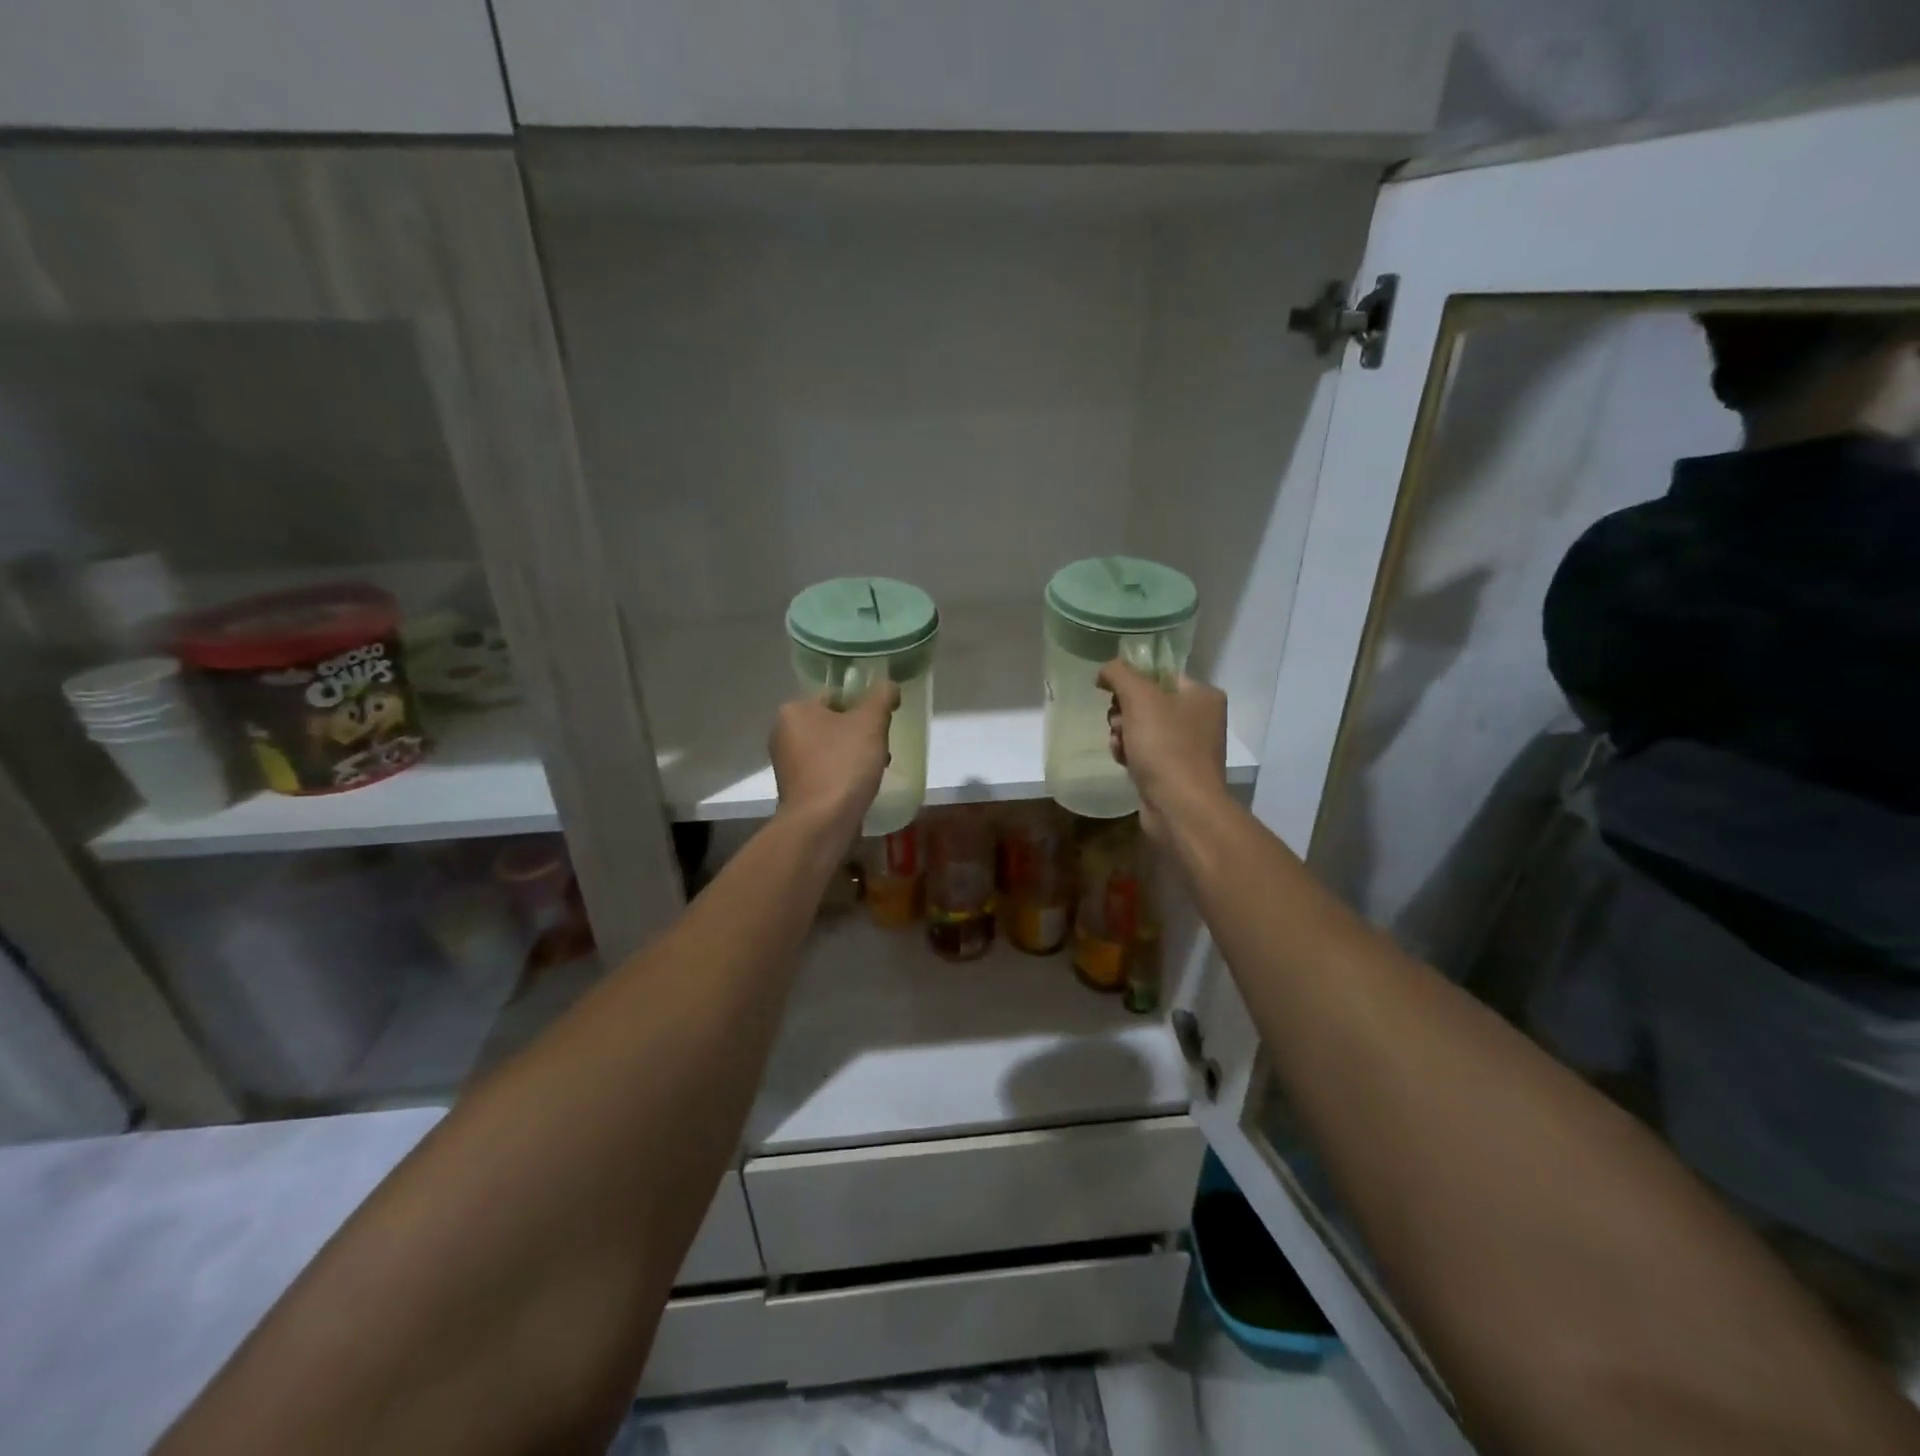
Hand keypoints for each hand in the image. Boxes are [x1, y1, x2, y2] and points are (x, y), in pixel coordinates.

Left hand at [770, 681, 899, 843]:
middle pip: (834, 722)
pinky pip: (826, 771)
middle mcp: (783, 733)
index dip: (863, 705)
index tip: (882, 722)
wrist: (821, 823)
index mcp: (794, 710)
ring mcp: (787, 764)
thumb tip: (888, 686)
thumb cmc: (844, 765)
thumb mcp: (871, 723)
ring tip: (876, 768)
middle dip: (860, 733)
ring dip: (855, 754)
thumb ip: (882, 697)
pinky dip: (844, 774)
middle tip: (881, 746)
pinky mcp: (795, 789)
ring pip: (831, 748)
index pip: (835, 695)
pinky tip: (861, 786)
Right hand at [1097, 659, 1228, 842]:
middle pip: (1148, 702)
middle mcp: (1200, 719)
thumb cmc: (1165, 746)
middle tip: (1117, 723)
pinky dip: (1130, 755)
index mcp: (1203, 695)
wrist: (1181, 807)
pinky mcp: (1174, 772)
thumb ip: (1119, 674)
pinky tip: (1124, 763)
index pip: (1160, 674)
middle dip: (1123, 712)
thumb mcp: (1139, 697)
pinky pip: (1144, 753)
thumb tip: (1105, 671)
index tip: (1111, 693)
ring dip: (1122, 734)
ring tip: (1119, 747)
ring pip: (1142, 728)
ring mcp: (1188, 748)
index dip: (1132, 681)